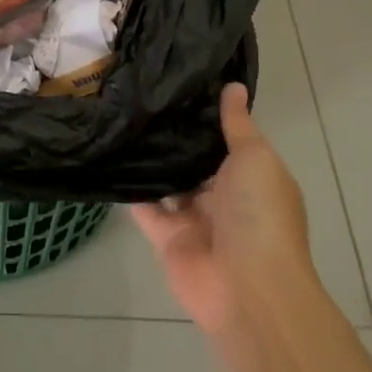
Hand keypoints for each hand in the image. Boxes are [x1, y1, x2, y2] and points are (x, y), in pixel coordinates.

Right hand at [131, 82, 318, 338]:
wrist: (246, 287)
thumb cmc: (260, 215)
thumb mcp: (255, 158)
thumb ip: (237, 124)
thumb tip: (233, 86)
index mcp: (252, 178)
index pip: (227, 141)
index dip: (208, 117)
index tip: (180, 84)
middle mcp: (224, 198)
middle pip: (196, 163)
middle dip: (175, 137)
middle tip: (143, 98)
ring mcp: (195, 220)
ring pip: (169, 184)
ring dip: (152, 161)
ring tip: (123, 120)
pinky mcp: (167, 239)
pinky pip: (145, 209)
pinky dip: (130, 191)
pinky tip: (111, 159)